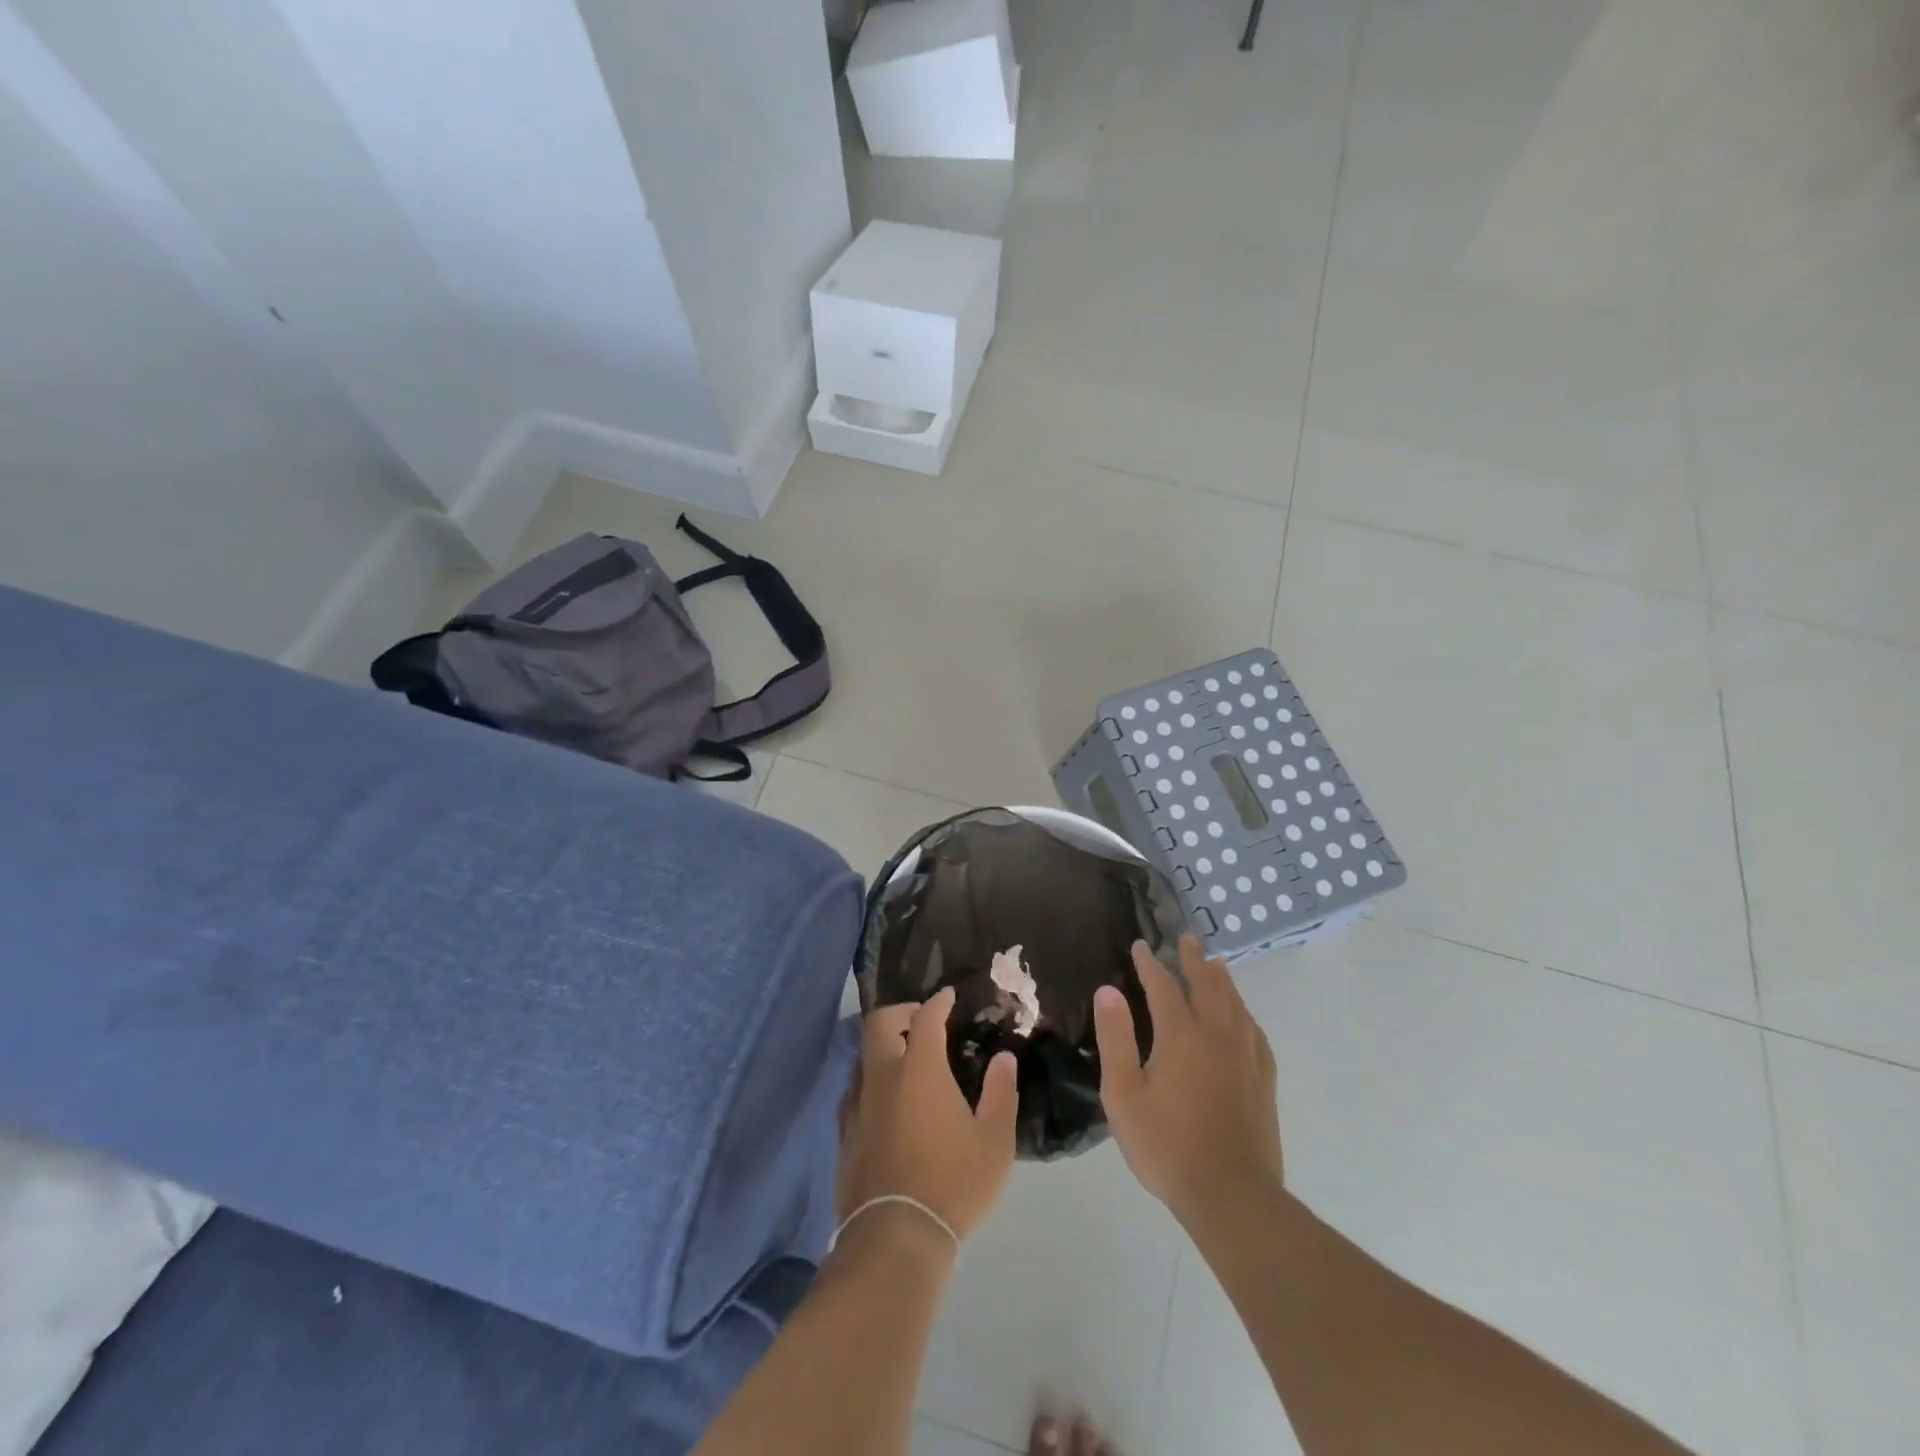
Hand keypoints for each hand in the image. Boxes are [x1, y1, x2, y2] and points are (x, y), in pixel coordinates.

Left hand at [836, 987, 1018, 1246]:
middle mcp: (883, 1077)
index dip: (938, 1003)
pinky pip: (854, 1090)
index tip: (948, 997)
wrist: (895, 1236)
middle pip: (880, 1023)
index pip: (925, 1018)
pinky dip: (872, 1080)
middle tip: (920, 1021)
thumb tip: (1004, 1058)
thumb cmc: (953, 1182)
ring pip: (863, 1056)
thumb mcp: (993, 1140)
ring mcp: (858, 1105)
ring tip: (905, 1061)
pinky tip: (887, 1101)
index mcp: (919, 1070)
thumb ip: (1001, 1092)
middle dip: (900, 1012)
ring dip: (883, 1047)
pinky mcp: (845, 1133)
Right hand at [1093, 935, 1283, 1224]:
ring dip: (1222, 980)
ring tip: (1216, 964)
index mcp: (1181, 1036)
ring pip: (1235, 1005)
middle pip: (1207, 986)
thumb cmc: (1167, 1146)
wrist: (1231, 1196)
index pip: (1163, 987)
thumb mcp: (1123, 1095)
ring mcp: (1245, 1058)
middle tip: (1187, 938)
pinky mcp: (1263, 1081)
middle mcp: (1217, 1036)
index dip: (1150, 964)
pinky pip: (1255, 1033)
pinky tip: (1244, 1017)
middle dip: (1194, 960)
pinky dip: (1245, 1014)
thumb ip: (1116, 1039)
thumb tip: (1108, 991)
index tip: (1141, 945)